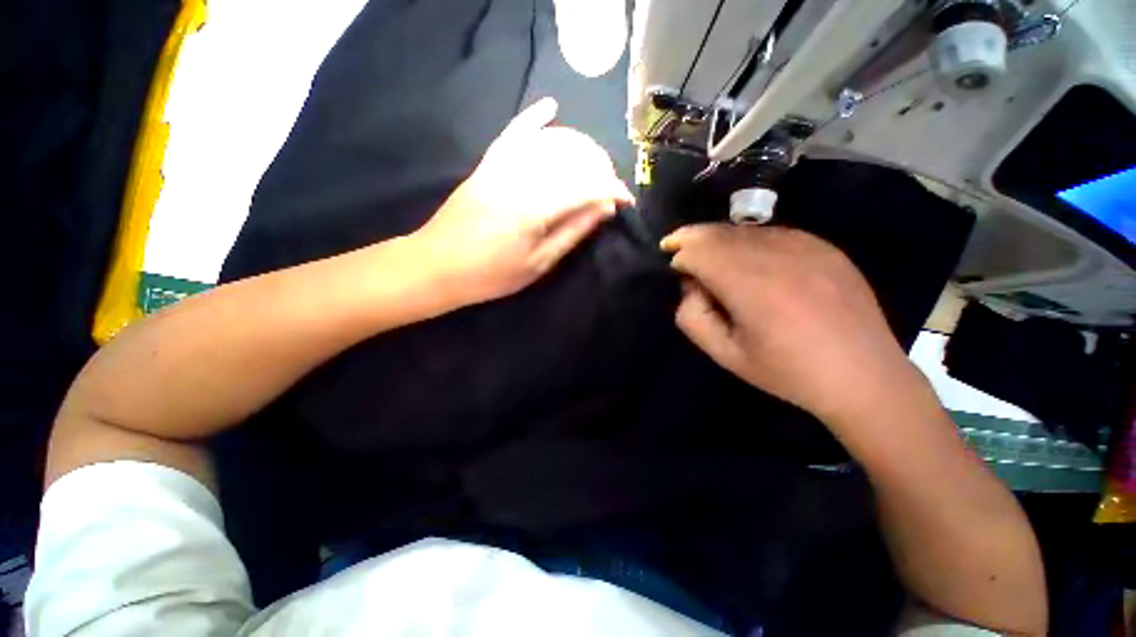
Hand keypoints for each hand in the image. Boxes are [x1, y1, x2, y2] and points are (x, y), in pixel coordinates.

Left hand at [414, 98, 632, 305]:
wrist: (438, 265)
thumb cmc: (491, 274)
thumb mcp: (538, 263)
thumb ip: (572, 232)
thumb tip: (603, 210)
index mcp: (535, 208)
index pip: (585, 187)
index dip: (611, 190)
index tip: (626, 199)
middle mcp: (520, 178)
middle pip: (570, 160)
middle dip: (599, 170)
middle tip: (610, 189)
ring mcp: (500, 167)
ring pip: (547, 142)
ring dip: (577, 148)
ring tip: (593, 163)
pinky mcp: (487, 165)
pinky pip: (512, 134)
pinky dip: (532, 119)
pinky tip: (550, 107)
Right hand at [661, 224, 924, 426]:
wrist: (863, 375)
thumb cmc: (787, 371)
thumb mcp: (726, 354)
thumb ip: (693, 317)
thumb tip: (691, 286)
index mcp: (751, 286)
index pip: (699, 251)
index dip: (679, 254)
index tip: (672, 265)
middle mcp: (778, 256)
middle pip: (719, 232)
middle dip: (692, 237)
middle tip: (676, 245)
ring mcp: (806, 246)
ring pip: (745, 230)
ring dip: (719, 239)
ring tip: (710, 255)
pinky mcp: (825, 247)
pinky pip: (773, 233)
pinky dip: (750, 241)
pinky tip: (749, 259)